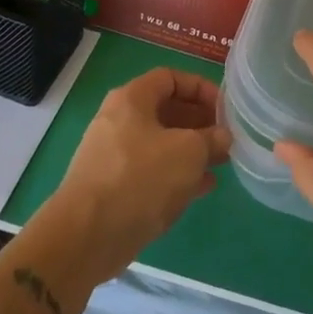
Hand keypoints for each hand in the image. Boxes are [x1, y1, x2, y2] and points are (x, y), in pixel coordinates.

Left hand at [41, 68, 231, 286]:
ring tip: (220, 162)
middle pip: (166, 111)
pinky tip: (203, 188)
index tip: (225, 109)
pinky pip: (151, 171)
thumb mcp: (189, 152)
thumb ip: (211, 139)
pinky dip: (176, 174)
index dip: (201, 88)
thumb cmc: (141, 178)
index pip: (171, 78)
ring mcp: (114, 155)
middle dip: (199, 122)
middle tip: (225, 137)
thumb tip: (222, 137)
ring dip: (192, 150)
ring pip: (161, 143)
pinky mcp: (113, 187)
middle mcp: (119, 120)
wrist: (87, 236)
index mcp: (132, 99)